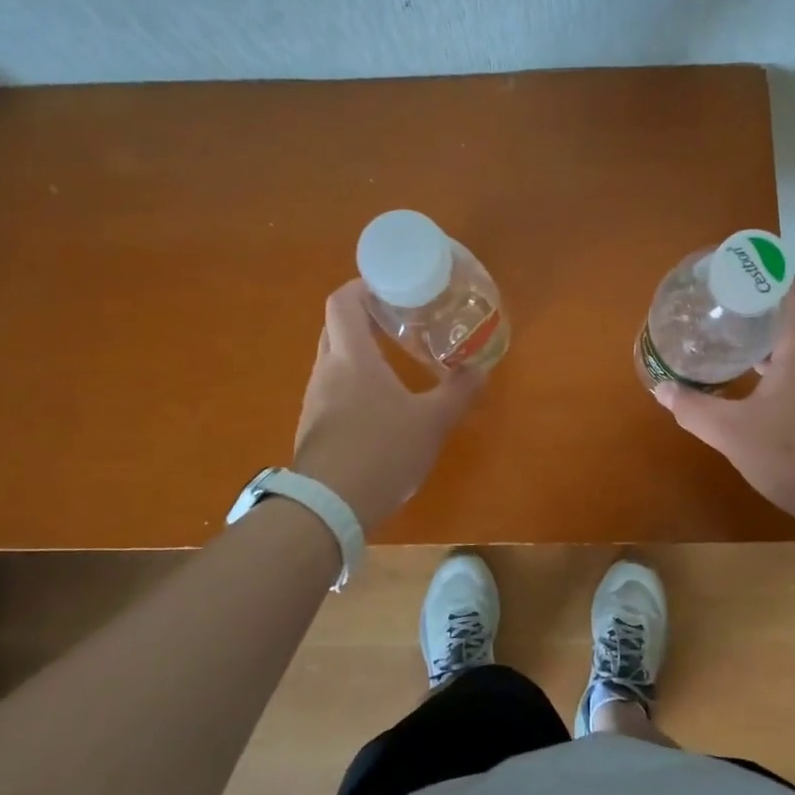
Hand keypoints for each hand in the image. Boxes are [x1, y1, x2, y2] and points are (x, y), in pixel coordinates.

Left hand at [292, 280, 484, 529]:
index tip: (390, 285)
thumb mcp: (432, 422)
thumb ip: (458, 392)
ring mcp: (315, 400)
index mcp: (352, 357)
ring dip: (359, 351)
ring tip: (394, 360)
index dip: (362, 285)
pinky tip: (378, 405)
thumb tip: (480, 369)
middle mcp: (326, 370)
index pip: (342, 301)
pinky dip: (353, 382)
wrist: (328, 508)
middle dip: (365, 316)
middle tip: (399, 319)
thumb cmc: (381, 452)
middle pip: (336, 326)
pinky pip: (332, 389)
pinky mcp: (314, 427)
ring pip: (334, 359)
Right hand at [654, 279, 794, 536]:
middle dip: (756, 312)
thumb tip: (662, 388)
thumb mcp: (733, 434)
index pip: (793, 288)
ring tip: (732, 349)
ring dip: (768, 345)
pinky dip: (782, 373)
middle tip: (718, 315)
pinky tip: (759, 395)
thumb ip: (695, 409)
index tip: (732, 278)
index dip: (765, 276)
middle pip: (792, 318)